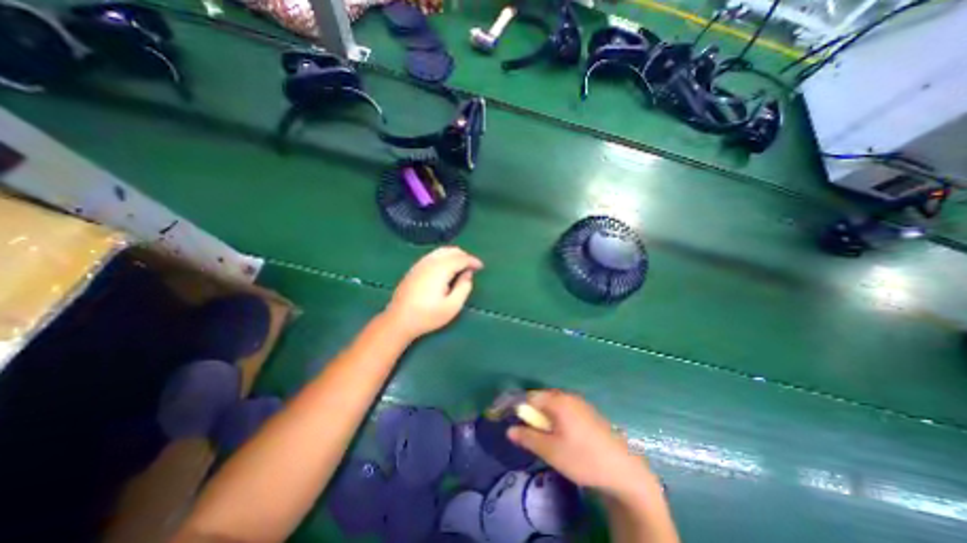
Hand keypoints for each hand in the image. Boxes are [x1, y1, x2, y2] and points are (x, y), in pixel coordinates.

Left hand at [384, 246, 482, 339]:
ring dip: (454, 255)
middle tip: (472, 267)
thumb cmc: (427, 316)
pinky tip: (446, 268)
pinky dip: (444, 257)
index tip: (481, 266)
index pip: (461, 258)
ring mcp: (420, 263)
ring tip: (462, 266)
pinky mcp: (414, 268)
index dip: (473, 261)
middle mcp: (430, 262)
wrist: (399, 320)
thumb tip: (468, 273)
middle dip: (464, 256)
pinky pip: (433, 255)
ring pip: (441, 251)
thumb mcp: (452, 306)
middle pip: (451, 251)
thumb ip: (464, 288)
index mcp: (440, 269)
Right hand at [508, 391, 656, 500]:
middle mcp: (567, 396)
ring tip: (540, 434)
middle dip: (530, 411)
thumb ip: (527, 438)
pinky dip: (555, 417)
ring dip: (542, 415)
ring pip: (553, 404)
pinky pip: (564, 408)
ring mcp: (579, 403)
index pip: (529, 397)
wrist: (622, 469)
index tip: (506, 417)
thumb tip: (509, 430)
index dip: (516, 406)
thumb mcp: (550, 451)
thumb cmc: (582, 458)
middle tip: (524, 430)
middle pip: (541, 398)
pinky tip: (559, 434)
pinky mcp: (587, 412)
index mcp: (557, 400)